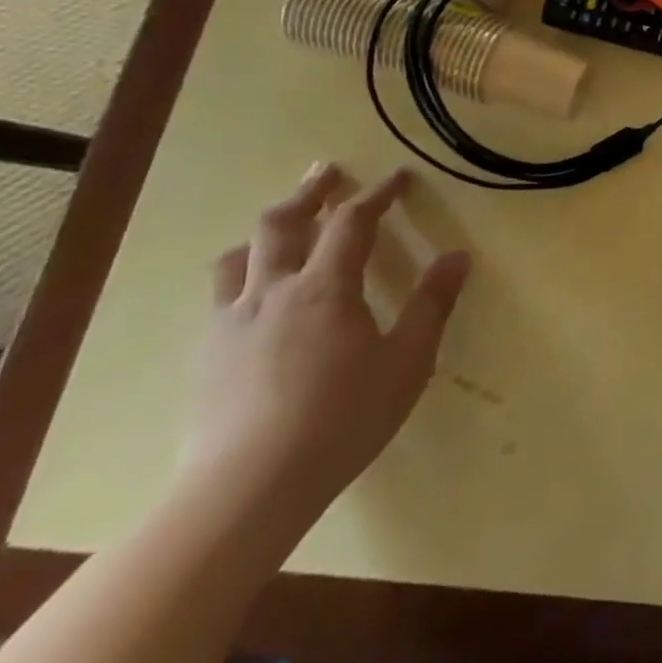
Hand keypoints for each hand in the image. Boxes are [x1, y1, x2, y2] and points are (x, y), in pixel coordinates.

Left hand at [181, 164, 469, 524]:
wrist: (245, 490)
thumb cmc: (341, 419)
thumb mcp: (406, 362)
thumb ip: (431, 305)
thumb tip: (457, 256)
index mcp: (325, 288)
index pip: (352, 222)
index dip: (377, 194)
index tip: (398, 178)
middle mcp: (271, 292)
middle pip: (282, 224)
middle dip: (310, 193)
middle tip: (327, 172)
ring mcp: (230, 323)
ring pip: (238, 257)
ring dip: (265, 232)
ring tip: (282, 227)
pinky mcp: (204, 357)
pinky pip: (220, 297)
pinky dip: (242, 275)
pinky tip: (253, 297)